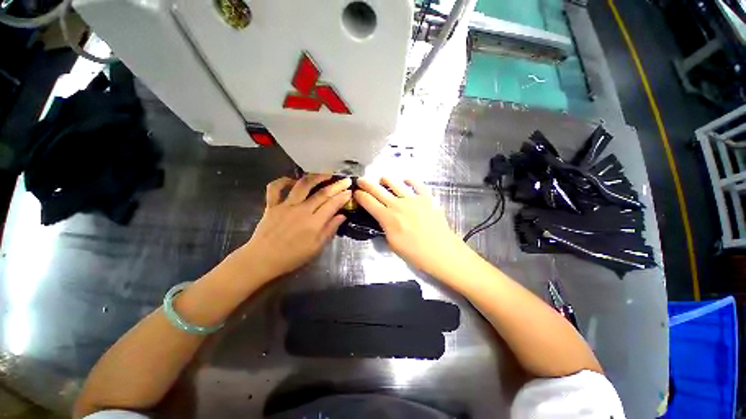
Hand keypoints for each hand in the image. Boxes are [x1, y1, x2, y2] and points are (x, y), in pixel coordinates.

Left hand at [236, 175, 351, 280]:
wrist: (262, 259)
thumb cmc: (292, 256)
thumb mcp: (316, 248)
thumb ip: (330, 230)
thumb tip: (342, 216)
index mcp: (314, 223)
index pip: (332, 205)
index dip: (343, 197)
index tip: (350, 191)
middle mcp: (301, 210)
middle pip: (322, 193)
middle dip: (336, 185)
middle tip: (346, 180)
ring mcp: (285, 205)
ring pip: (302, 185)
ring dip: (316, 177)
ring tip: (326, 174)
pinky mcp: (271, 205)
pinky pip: (275, 187)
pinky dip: (283, 180)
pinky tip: (293, 180)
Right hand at [354, 177, 466, 276]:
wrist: (441, 251)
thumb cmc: (415, 253)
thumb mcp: (392, 243)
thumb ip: (384, 227)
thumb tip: (382, 218)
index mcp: (388, 217)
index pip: (368, 202)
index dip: (359, 196)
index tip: (355, 193)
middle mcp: (398, 204)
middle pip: (377, 189)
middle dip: (366, 184)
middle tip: (361, 180)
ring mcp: (413, 199)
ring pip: (395, 183)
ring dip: (385, 179)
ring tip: (382, 179)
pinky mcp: (427, 197)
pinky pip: (416, 184)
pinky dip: (409, 180)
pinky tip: (405, 180)